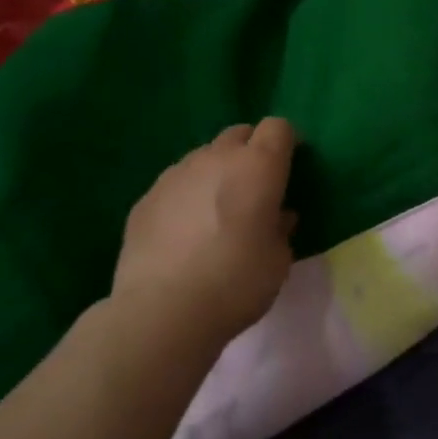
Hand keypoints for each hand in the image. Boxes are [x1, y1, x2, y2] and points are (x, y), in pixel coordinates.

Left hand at [112, 118, 297, 344]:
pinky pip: (176, 184)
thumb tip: (276, 217)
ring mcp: (175, 175)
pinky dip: (187, 195)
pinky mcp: (146, 198)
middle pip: (239, 134)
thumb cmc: (237, 281)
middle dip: (251, 151)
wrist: (163, 311)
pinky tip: (186, 231)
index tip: (291, 165)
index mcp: (258, 166)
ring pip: (204, 156)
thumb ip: (280, 228)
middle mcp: (216, 158)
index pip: (278, 127)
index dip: (287, 142)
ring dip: (217, 172)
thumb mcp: (279, 258)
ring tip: (218, 209)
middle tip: (257, 186)